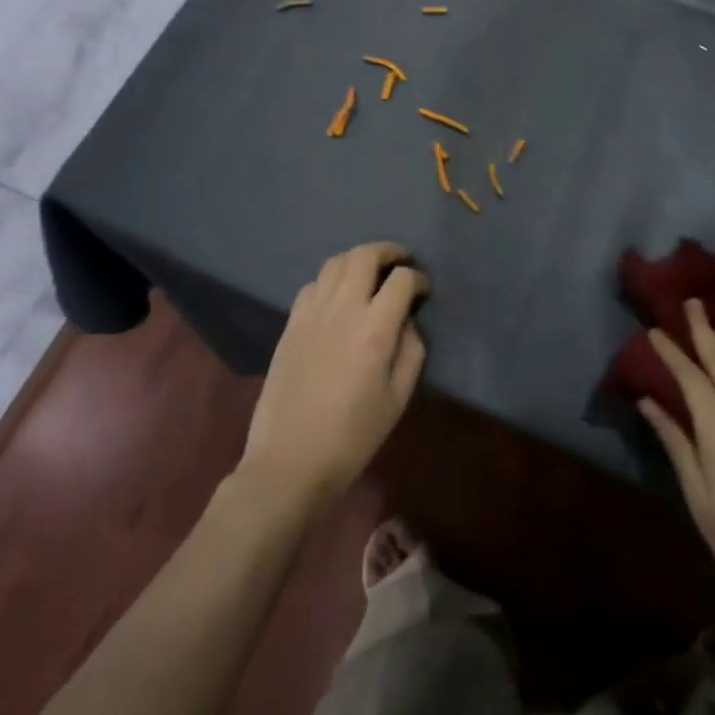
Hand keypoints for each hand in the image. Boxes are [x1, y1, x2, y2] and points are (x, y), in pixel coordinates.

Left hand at [240, 242, 428, 509]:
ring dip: (359, 259)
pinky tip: (339, 297)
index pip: (402, 279)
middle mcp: (343, 309)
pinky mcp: (290, 324)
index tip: (424, 291)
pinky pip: (313, 284)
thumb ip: (411, 350)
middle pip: (365, 255)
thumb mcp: (398, 398)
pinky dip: (332, 279)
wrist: (290, 462)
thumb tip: (408, 321)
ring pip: (336, 262)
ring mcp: (312, 313)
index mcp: (374, 329)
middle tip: (402, 262)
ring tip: (372, 272)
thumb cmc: (353, 437)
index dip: (419, 278)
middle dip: (389, 251)